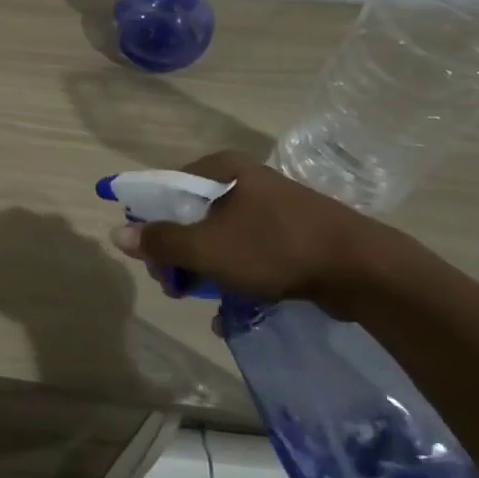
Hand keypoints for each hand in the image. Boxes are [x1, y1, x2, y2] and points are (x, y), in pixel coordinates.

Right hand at [108, 151, 392, 312]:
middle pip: (191, 215)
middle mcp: (243, 180)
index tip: (152, 261)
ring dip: (206, 270)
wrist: (362, 268)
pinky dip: (236, 275)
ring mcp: (270, 206)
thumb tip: (117, 233)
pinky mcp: (291, 232)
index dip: (149, 224)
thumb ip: (161, 242)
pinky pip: (248, 251)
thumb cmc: (274, 248)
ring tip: (208, 302)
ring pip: (219, 237)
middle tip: (178, 287)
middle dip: (179, 255)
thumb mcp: (208, 248)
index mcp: (221, 169)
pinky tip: (234, 308)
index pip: (165, 188)